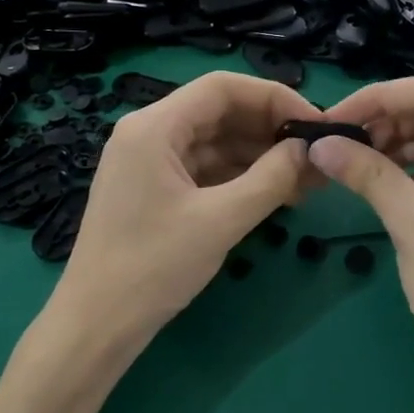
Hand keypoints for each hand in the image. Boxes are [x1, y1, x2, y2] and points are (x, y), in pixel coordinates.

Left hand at [52, 71, 319, 344]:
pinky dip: (239, 178)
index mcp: (154, 127)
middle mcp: (149, 134)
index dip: (274, 98)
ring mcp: (149, 163)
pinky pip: (204, 170)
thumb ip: (271, 179)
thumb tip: (309, 149)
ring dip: (259, 157)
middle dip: (270, 130)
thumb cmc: (153, 267)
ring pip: (215, 143)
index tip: (315, 124)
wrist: (97, 325)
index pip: (223, 87)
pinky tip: (275, 193)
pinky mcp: (154, 191)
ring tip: (306, 180)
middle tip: (316, 156)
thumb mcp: (221, 220)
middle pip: (220, 112)